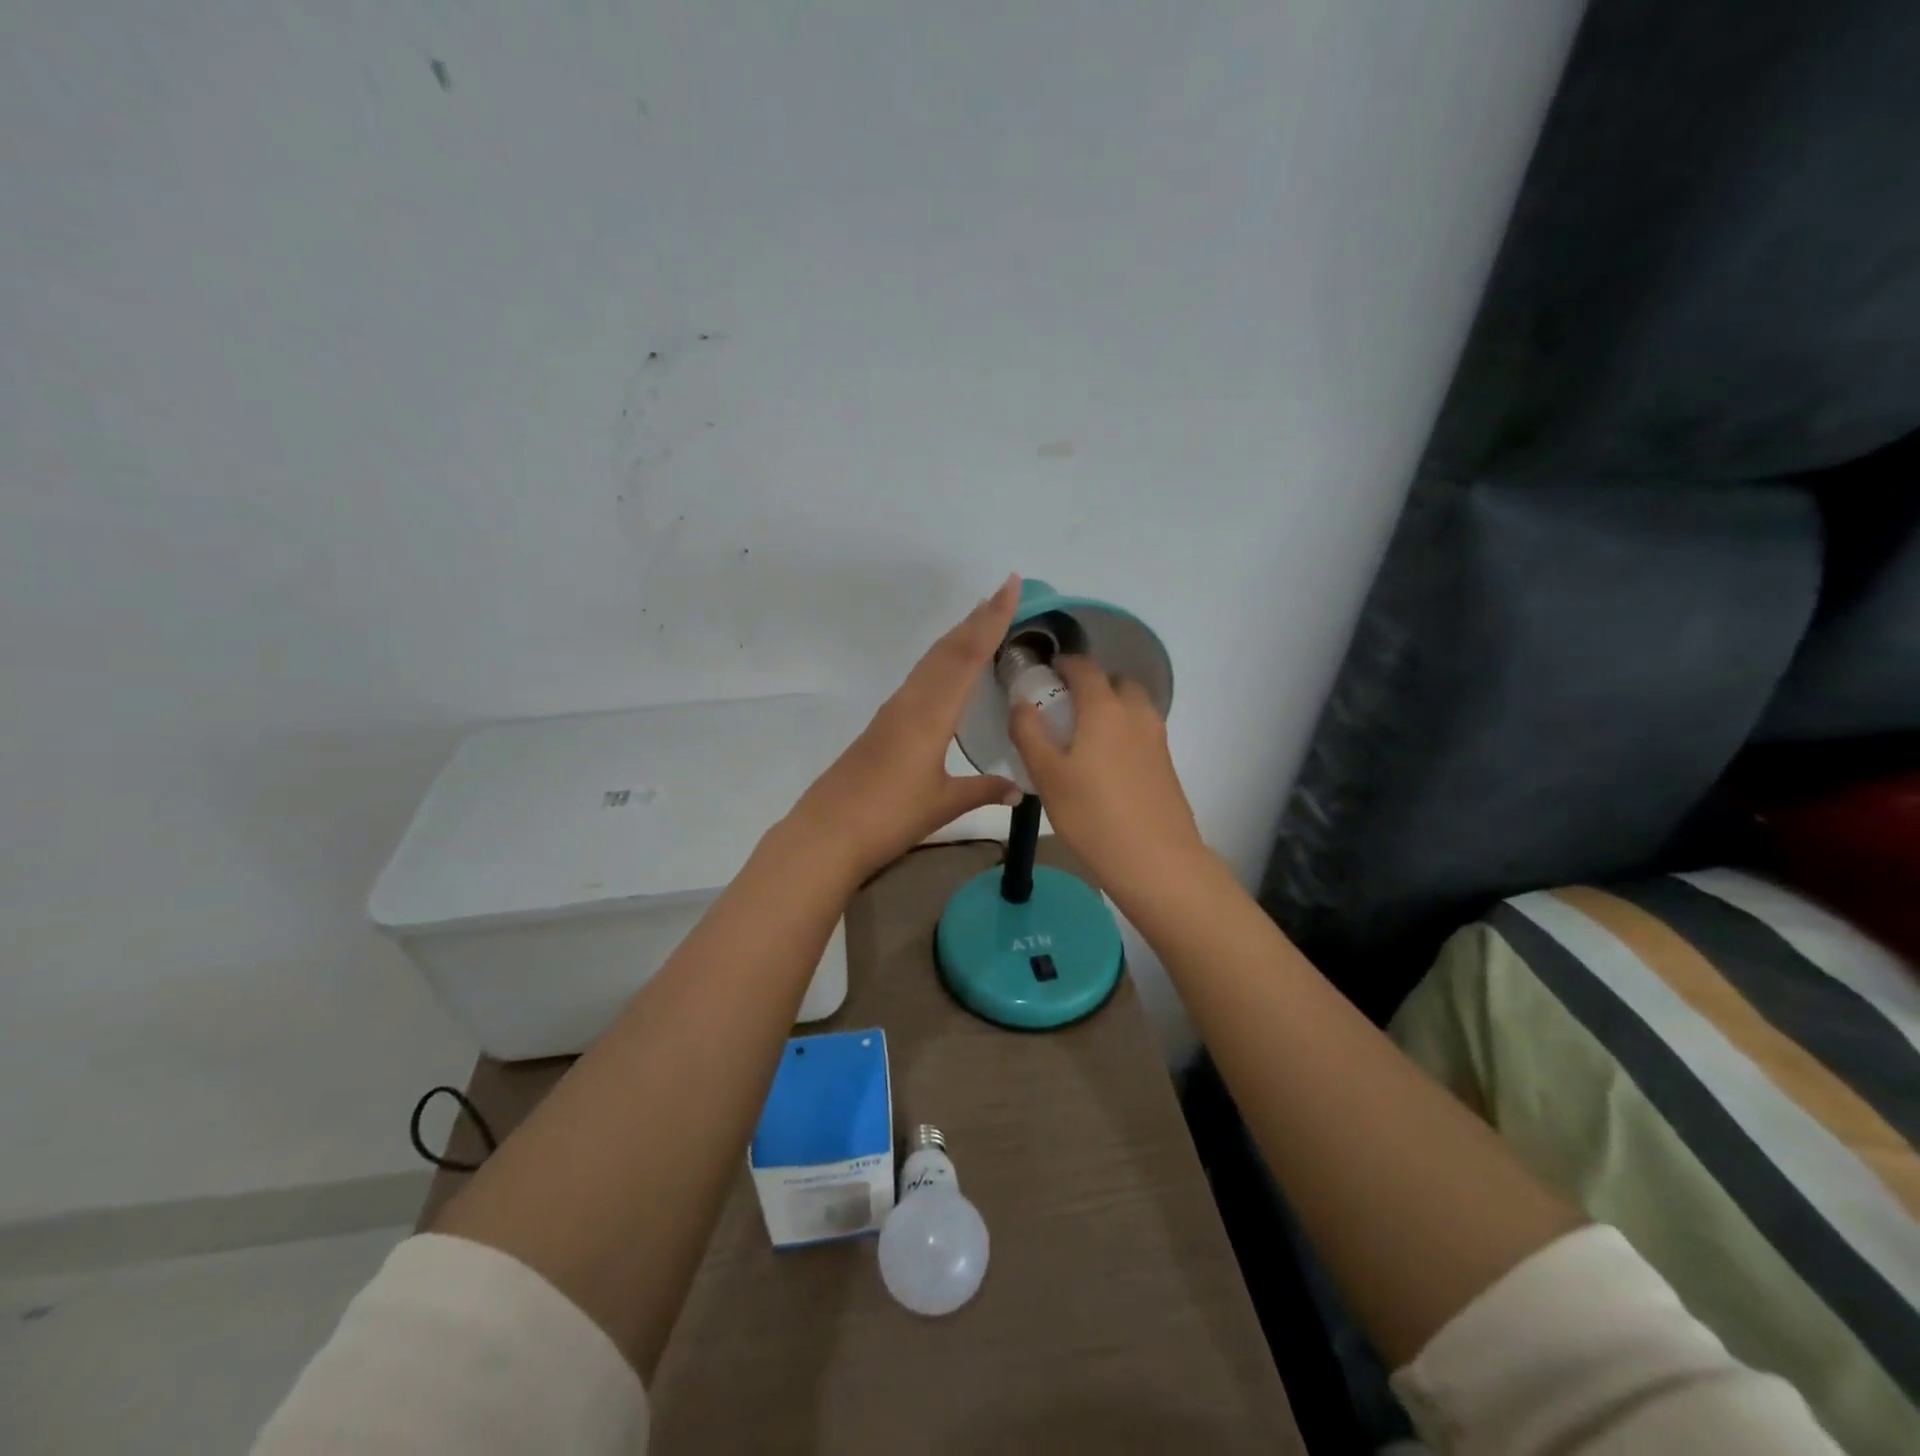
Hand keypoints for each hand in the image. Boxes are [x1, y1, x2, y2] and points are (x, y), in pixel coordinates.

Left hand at [787, 576, 1023, 880]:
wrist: (828, 832)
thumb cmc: (889, 817)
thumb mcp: (943, 804)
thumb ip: (983, 791)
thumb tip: (1019, 789)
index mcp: (931, 714)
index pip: (967, 656)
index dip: (991, 619)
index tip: (1010, 586)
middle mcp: (911, 702)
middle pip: (947, 650)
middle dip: (977, 619)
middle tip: (1003, 592)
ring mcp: (893, 711)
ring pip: (930, 661)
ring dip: (957, 636)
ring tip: (979, 619)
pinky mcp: (882, 724)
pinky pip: (919, 678)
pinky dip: (941, 660)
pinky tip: (946, 670)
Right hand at [1008, 657, 1207, 897]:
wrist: (1157, 861)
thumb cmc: (1093, 815)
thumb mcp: (1047, 775)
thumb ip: (1030, 732)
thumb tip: (1021, 702)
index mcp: (1105, 708)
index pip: (1085, 668)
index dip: (1064, 664)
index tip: (1046, 673)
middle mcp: (1136, 714)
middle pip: (1117, 682)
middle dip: (1092, 684)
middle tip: (1065, 708)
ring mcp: (1157, 739)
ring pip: (1133, 707)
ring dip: (1110, 708)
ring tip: (1082, 738)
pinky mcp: (1166, 764)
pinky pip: (1141, 732)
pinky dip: (1123, 732)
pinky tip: (1104, 766)